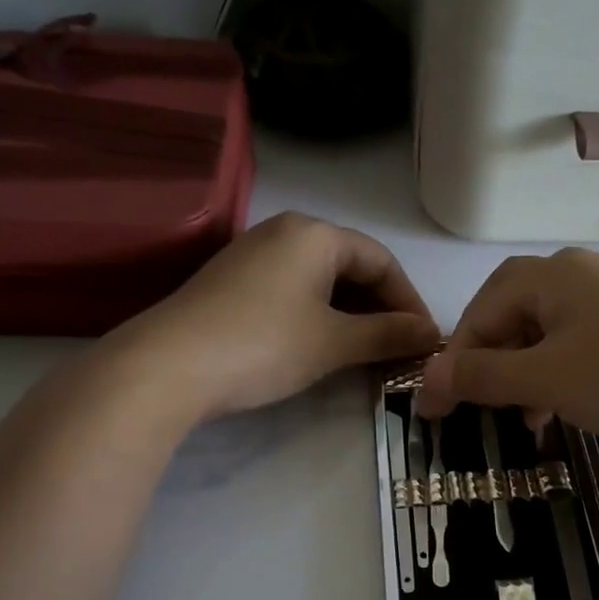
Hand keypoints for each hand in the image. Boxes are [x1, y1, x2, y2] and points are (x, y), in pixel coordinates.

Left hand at [113, 213, 440, 420]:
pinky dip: (319, 316)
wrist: (166, 367)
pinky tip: (324, 346)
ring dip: (352, 316)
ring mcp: (254, 255)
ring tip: (368, 353)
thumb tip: (431, 334)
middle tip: (400, 349)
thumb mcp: (333, 342)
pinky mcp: (233, 282)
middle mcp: (285, 232)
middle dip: (381, 309)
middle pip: (352, 267)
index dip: (410, 302)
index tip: (425, 340)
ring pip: (322, 281)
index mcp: (315, 233)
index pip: (382, 261)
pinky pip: (294, 291)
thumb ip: (387, 334)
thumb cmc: (263, 344)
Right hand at [416, 249, 598, 459]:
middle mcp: (579, 275)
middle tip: (477, 408)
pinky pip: (577, 346)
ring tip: (521, 418)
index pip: (481, 308)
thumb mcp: (546, 380)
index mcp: (552, 274)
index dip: (454, 358)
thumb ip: (482, 376)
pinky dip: (556, 376)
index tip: (436, 407)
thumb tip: (427, 381)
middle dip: (489, 364)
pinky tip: (557, 410)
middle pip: (512, 316)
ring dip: (522, 375)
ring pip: (544, 335)